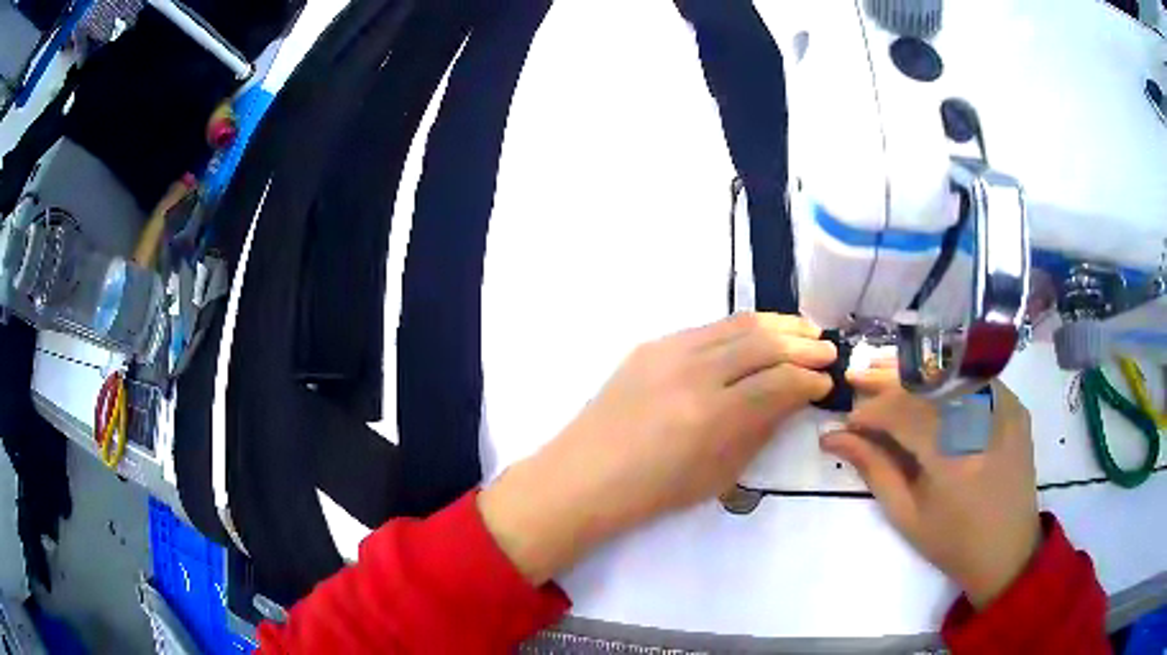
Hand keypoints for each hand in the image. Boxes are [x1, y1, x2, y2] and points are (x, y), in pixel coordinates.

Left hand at [480, 313, 835, 583]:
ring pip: (738, 324)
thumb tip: (793, 398)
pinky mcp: (652, 344)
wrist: (586, 475)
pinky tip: (758, 334)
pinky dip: (742, 328)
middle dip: (803, 345)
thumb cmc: (654, 491)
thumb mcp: (719, 473)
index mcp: (712, 415)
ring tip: (804, 330)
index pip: (779, 382)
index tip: (825, 383)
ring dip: (777, 325)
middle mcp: (693, 372)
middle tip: (827, 349)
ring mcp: (669, 352)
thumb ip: (760, 429)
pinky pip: (708, 328)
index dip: (809, 380)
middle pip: (764, 343)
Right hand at [821, 367, 1040, 608]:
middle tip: (857, 375)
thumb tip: (834, 437)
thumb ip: (874, 468)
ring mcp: (1003, 407)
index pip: (903, 414)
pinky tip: (926, 382)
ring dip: (914, 373)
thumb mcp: (907, 515)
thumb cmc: (952, 542)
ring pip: (950, 374)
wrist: (1008, 549)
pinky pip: (973, 379)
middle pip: (927, 383)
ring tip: (883, 371)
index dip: (870, 411)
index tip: (847, 419)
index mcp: (952, 458)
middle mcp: (981, 421)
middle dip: (887, 379)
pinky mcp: (1014, 404)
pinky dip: (945, 379)